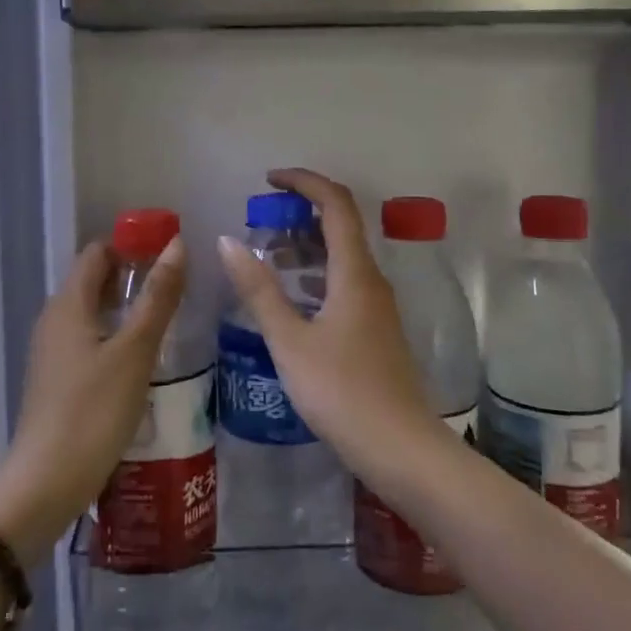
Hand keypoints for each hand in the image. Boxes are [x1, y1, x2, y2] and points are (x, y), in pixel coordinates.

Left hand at [0, 236, 185, 563]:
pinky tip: (144, 357)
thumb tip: (177, 245)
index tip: (170, 252)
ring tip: (169, 317)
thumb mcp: (135, 351)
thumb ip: (157, 297)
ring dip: (127, 308)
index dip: (132, 245)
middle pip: (94, 280)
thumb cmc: (94, 411)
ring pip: (93, 312)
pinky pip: (90, 340)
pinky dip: (116, 336)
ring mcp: (53, 351)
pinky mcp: (58, 379)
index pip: (97, 252)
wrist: (46, 483)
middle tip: (178, 285)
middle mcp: (55, 319)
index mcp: (68, 304)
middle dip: (134, 275)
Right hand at [215, 168, 444, 479]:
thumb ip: (258, 290)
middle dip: (300, 213)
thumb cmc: (342, 392)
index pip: (336, 204)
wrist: (401, 449)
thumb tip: (228, 241)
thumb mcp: (290, 341)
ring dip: (305, 246)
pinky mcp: (375, 329)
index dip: (304, 182)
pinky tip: (290, 298)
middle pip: (341, 225)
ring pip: (341, 257)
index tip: (268, 181)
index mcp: (354, 273)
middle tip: (259, 222)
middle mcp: (371, 280)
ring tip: (266, 256)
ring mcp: (377, 306)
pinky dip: (314, 274)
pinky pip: (343, 282)